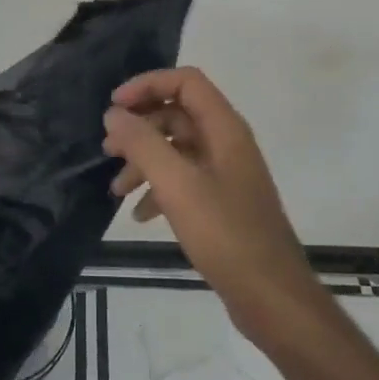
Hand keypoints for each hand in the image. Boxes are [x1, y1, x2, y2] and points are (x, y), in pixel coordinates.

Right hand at [103, 67, 326, 345]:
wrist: (271, 297)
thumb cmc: (225, 234)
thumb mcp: (177, 185)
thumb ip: (143, 144)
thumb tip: (114, 113)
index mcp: (224, 129)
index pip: (185, 82)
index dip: (147, 85)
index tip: (114, 108)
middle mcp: (226, 143)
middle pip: (177, 113)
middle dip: (139, 127)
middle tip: (107, 149)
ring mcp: (225, 173)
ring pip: (176, 149)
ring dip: (143, 161)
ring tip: (116, 189)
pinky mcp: (220, 202)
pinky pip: (183, 179)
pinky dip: (158, 188)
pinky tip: (140, 214)